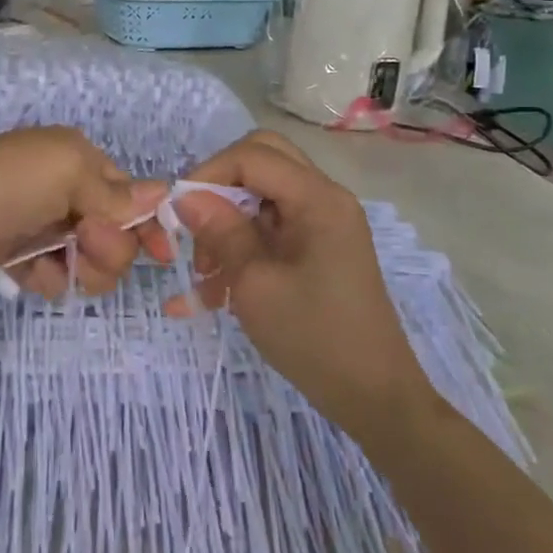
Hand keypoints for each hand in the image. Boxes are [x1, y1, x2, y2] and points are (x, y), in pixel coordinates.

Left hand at [0, 128, 171, 296]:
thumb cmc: (9, 183)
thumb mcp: (69, 171)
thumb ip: (118, 193)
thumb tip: (165, 194)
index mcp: (77, 158)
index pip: (129, 193)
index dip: (147, 222)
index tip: (162, 253)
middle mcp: (64, 190)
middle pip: (115, 231)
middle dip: (109, 245)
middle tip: (83, 240)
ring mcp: (42, 225)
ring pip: (91, 259)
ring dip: (83, 266)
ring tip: (58, 263)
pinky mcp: (21, 259)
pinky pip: (58, 275)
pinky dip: (51, 277)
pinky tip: (32, 273)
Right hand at [171, 131, 434, 431]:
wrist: (373, 396)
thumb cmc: (313, 338)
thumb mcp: (254, 283)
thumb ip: (220, 231)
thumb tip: (185, 195)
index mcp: (318, 199)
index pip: (253, 155)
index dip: (209, 174)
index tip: (179, 212)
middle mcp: (325, 199)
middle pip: (261, 163)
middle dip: (219, 190)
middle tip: (194, 227)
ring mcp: (324, 224)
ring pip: (261, 198)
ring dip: (227, 225)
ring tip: (204, 275)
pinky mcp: (319, 249)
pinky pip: (271, 231)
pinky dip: (242, 249)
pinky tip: (214, 292)